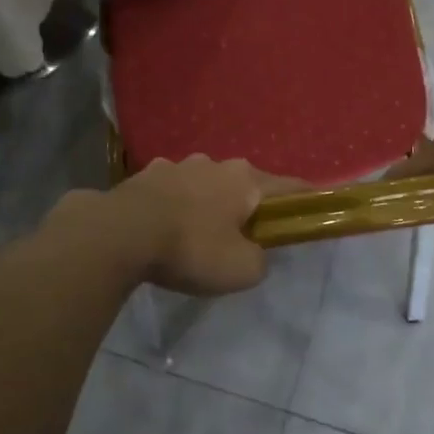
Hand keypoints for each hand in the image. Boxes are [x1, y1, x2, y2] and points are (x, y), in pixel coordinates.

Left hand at [83, 156, 285, 296]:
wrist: (119, 234)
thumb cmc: (190, 248)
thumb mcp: (240, 270)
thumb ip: (259, 260)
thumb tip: (254, 253)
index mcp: (245, 180)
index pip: (289, 186)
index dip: (305, 198)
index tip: (314, 207)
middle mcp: (215, 163)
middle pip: (243, 184)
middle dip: (246, 206)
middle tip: (242, 235)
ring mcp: (177, 164)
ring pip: (204, 184)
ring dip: (206, 203)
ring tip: (195, 233)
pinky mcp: (144, 174)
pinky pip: (171, 190)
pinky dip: (174, 205)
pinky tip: (162, 227)